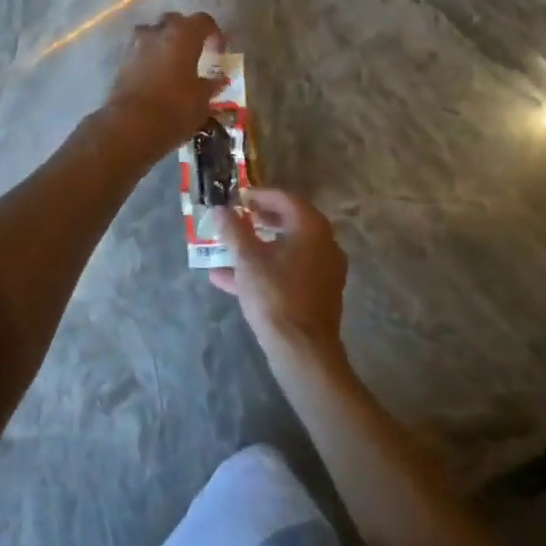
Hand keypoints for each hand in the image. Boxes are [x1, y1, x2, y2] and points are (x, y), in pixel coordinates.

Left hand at [99, 11, 224, 156]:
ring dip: (163, 42)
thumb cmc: (175, 108)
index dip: (214, 33)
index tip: (219, 52)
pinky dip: (149, 59)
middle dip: (185, 32)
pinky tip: (156, 77)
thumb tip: (217, 80)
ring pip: (152, 33)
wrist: (131, 125)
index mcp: (183, 35)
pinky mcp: (121, 63)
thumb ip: (210, 85)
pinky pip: (139, 53)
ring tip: (172, 62)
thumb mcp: (201, 100)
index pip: (203, 21)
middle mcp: (158, 33)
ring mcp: (136, 46)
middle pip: (174, 21)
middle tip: (194, 52)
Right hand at [207, 189, 347, 369]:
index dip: (259, 195)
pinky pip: (289, 272)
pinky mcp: (318, 294)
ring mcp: (324, 271)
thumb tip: (221, 209)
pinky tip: (229, 280)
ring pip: (286, 250)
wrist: (302, 351)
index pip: (285, 198)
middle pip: (289, 222)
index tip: (238, 197)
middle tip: (237, 218)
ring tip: (227, 249)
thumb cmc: (275, 295)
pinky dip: (265, 270)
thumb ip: (233, 230)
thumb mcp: (247, 259)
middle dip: (259, 220)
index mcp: (311, 228)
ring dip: (257, 247)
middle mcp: (324, 244)